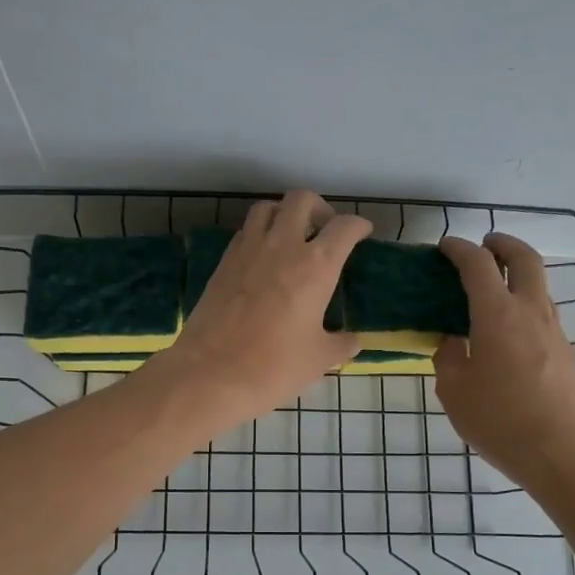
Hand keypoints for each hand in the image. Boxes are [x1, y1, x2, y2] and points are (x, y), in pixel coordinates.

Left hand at [151, 191, 369, 427]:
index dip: (358, 226)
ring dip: (283, 214)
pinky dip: (258, 234)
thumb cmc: (274, 367)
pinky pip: (244, 233)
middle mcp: (282, 246)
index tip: (362, 233)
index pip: (344, 227)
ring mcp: (247, 250)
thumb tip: (352, 341)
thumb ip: (340, 344)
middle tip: (324, 229)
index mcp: (316, 265)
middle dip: (318, 207)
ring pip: (266, 208)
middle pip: (301, 200)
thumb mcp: (319, 359)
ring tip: (290, 236)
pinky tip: (262, 259)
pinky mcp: (222, 263)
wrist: (211, 373)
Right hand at [435, 232, 574, 484]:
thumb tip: (453, 341)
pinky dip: (525, 307)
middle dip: (504, 244)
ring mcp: (555, 332)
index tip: (445, 246)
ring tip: (494, 291)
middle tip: (486, 244)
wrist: (560, 452)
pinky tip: (508, 333)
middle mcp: (531, 312)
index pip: (478, 265)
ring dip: (518, 276)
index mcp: (498, 315)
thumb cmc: (498, 419)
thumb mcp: (454, 390)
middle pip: (525, 259)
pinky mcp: (566, 353)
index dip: (459, 249)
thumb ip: (449, 357)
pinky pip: (543, 315)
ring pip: (539, 287)